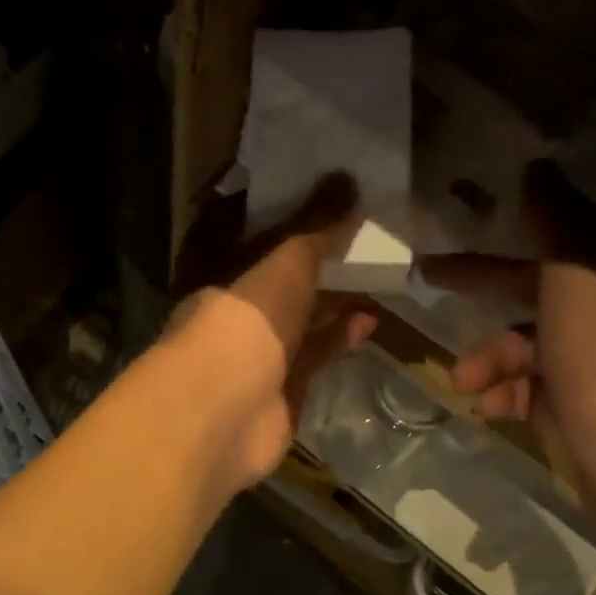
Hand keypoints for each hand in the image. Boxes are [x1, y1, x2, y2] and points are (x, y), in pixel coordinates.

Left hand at [174, 173, 377, 486]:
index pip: (249, 236)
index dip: (282, 217)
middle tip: (361, 237)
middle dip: (317, 260)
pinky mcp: (282, 388)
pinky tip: (371, 319)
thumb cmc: (244, 320)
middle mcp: (234, 309)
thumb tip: (348, 179)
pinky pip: (315, 354)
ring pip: (301, 318)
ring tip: (377, 276)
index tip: (319, 198)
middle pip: (279, 278)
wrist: (221, 415)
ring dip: (335, 299)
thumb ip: (317, 227)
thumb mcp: (283, 262)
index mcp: (217, 272)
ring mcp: (256, 351)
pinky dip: (340, 336)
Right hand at [418, 161, 595, 574]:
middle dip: (479, 286)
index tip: (466, 217)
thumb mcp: (579, 280)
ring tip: (465, 381)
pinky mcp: (577, 410)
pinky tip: (491, 408)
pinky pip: (527, 388)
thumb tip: (538, 166)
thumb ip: (556, 223)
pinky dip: (505, 393)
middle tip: (426, 279)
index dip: (508, 224)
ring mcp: (589, 366)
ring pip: (522, 345)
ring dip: (488, 358)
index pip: (551, 235)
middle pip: (528, 288)